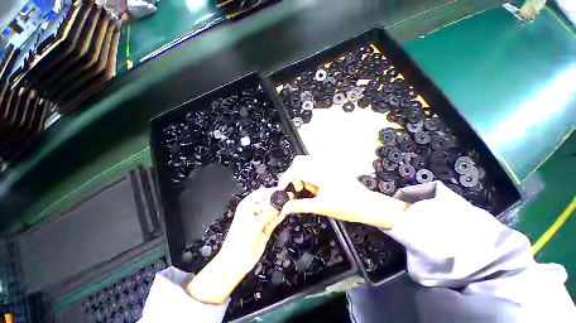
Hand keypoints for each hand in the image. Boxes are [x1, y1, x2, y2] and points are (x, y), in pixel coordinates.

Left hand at [186, 188, 284, 303]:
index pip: (261, 193)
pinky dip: (280, 215)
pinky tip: (286, 211)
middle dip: (278, 199)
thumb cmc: (240, 239)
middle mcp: (255, 210)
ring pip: (273, 209)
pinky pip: (275, 219)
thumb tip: (279, 205)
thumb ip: (268, 214)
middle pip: (268, 200)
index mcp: (247, 205)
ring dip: (280, 207)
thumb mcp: (254, 224)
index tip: (282, 190)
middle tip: (289, 196)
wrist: (236, 261)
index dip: (272, 191)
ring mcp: (261, 219)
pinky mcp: (266, 227)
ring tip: (290, 202)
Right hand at [278, 155, 409, 228]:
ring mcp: (329, 164)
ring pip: (306, 162)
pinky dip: (309, 173)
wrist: (365, 205)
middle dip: (293, 175)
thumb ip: (300, 205)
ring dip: (301, 174)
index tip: (281, 188)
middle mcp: (325, 165)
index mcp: (322, 175)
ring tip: (310, 189)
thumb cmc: (346, 207)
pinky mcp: (331, 166)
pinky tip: (316, 185)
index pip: (296, 170)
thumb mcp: (320, 207)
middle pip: (299, 162)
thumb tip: (285, 207)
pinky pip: (314, 164)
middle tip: (298, 189)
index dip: (285, 179)